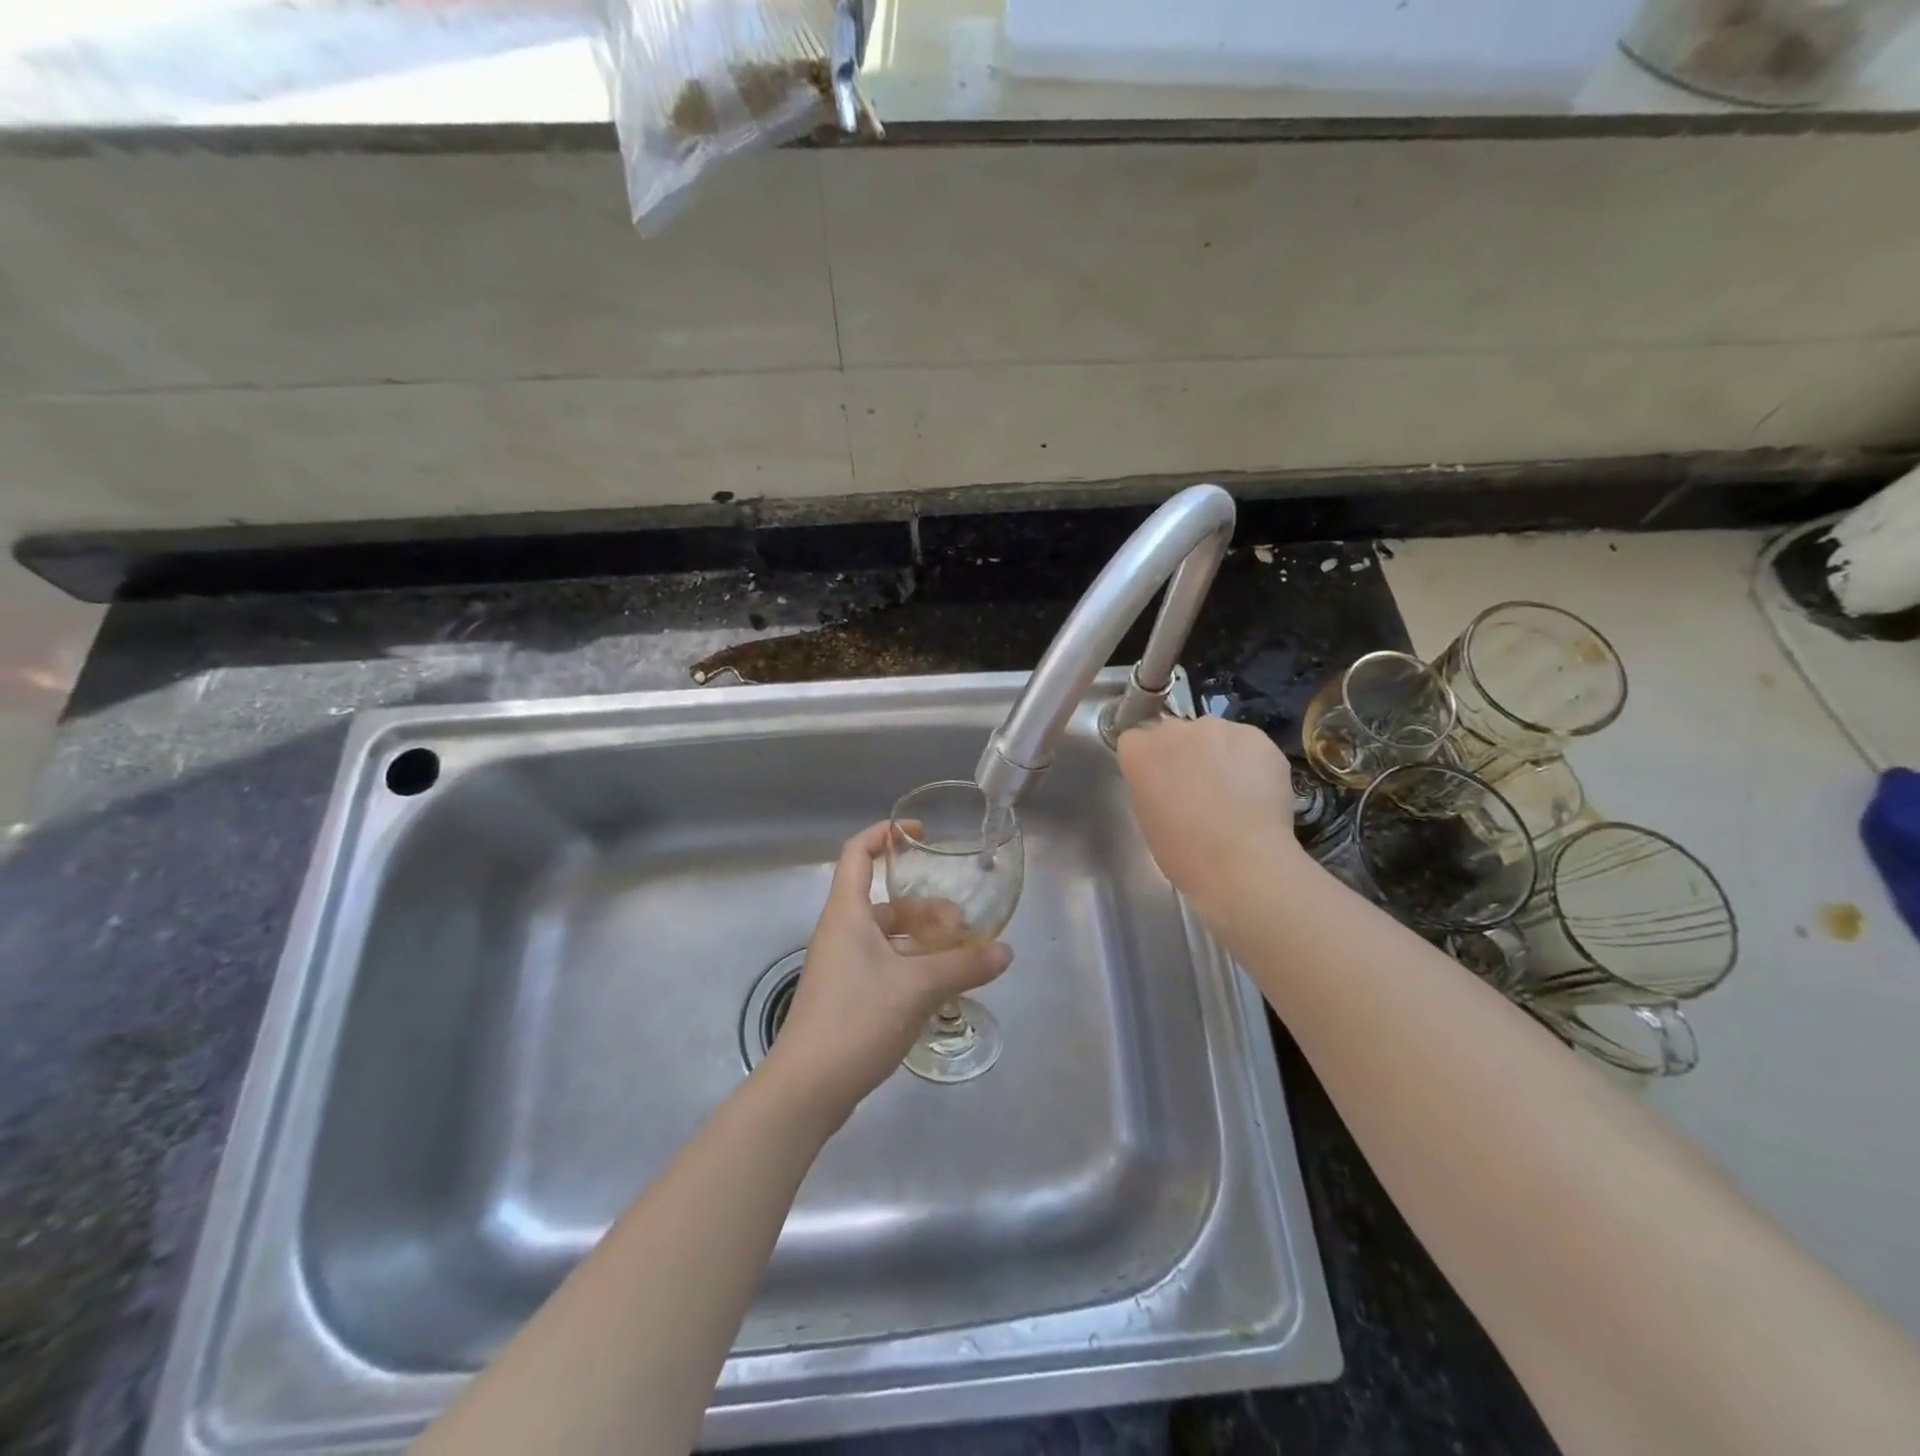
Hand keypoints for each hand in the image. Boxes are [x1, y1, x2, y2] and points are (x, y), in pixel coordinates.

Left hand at [763, 822, 1012, 1119]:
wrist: (807, 1088)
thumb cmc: (857, 1019)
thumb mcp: (918, 987)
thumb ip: (964, 966)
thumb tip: (1005, 951)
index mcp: (847, 914)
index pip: (857, 853)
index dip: (884, 835)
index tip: (919, 834)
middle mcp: (840, 933)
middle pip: (883, 902)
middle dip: (923, 907)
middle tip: (962, 924)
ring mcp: (840, 966)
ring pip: (886, 937)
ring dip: (921, 940)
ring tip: (959, 956)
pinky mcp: (845, 996)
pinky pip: (882, 965)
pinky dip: (911, 965)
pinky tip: (938, 987)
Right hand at [1116, 716, 1304, 914]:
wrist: (1241, 861)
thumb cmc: (1182, 851)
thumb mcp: (1147, 817)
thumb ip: (1150, 785)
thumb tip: (1168, 782)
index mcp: (1139, 750)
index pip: (1136, 741)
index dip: (1150, 763)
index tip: (1159, 785)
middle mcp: (1174, 729)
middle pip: (1174, 733)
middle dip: (1183, 754)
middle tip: (1197, 789)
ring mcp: (1218, 728)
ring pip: (1214, 736)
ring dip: (1218, 755)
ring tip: (1233, 792)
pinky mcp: (1256, 736)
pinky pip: (1247, 745)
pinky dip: (1250, 762)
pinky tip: (1257, 793)